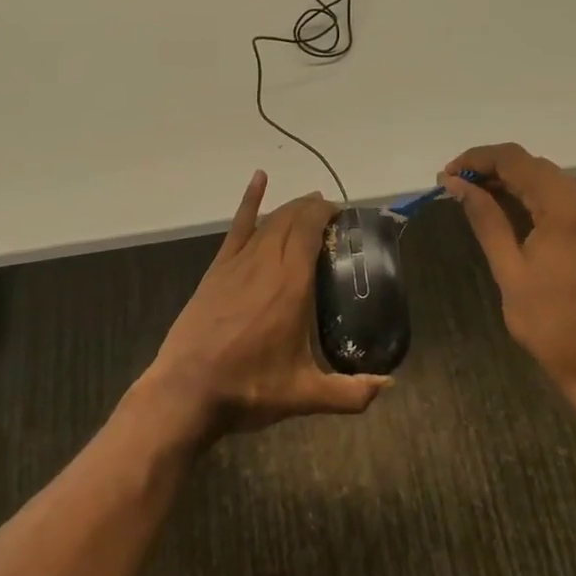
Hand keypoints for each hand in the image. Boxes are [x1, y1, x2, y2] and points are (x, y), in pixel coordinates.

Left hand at [142, 171, 389, 439]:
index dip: (327, 215)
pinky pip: (237, 227)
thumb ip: (351, 393)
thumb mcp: (305, 396)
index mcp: (292, 285)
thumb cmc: (249, 389)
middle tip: (332, 213)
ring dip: (291, 208)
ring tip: (309, 204)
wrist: (187, 392)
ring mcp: (239, 263)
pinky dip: (249, 201)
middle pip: (293, 220)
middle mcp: (267, 263)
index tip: (343, 214)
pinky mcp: (218, 270)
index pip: (311, 231)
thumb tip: (389, 385)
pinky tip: (259, 179)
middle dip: (314, 209)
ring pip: (270, 221)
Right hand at [442, 144, 575, 400]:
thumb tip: (456, 184)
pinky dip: (532, 196)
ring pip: (547, 178)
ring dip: (510, 181)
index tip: (447, 175)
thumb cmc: (553, 323)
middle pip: (532, 165)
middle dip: (491, 169)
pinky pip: (561, 196)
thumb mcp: (510, 270)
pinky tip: (507, 208)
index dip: (476, 159)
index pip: (515, 160)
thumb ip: (485, 219)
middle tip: (454, 187)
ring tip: (473, 195)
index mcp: (566, 207)